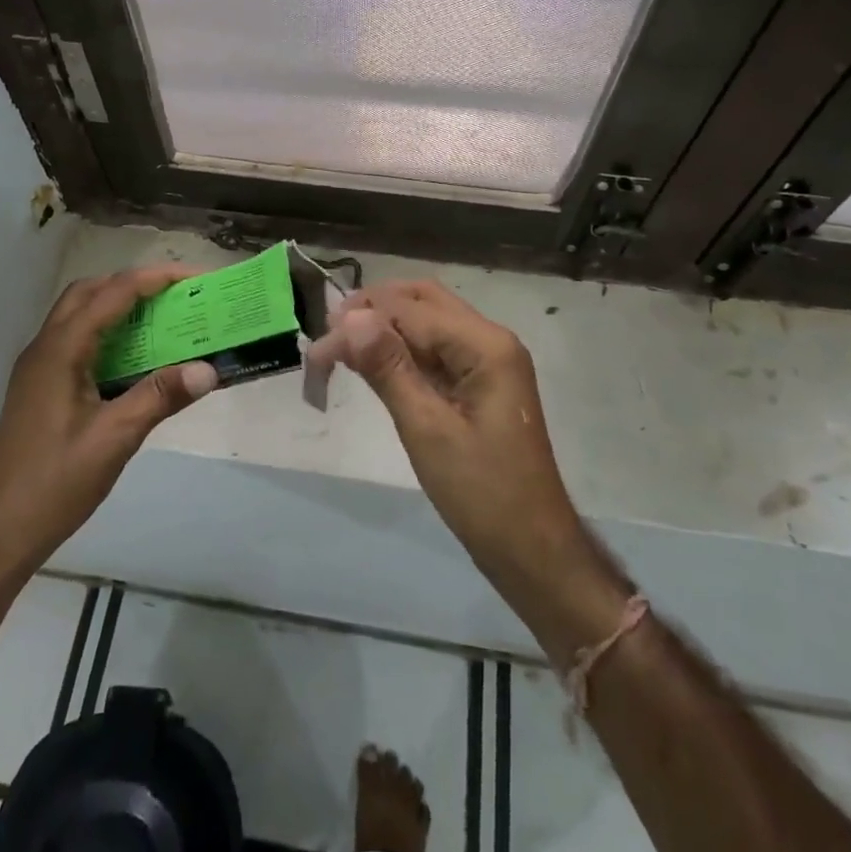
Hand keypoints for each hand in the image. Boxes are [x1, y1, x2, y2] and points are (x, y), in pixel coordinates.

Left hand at [0, 267, 218, 583]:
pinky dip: (107, 333)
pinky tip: (133, 361)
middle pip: (91, 292)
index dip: (156, 279)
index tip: (196, 278)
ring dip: (118, 306)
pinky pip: (76, 340)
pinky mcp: (39, 387)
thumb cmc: (54, 483)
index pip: (113, 293)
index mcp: (61, 350)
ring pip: (80, 315)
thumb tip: (209, 369)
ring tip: (161, 320)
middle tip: (177, 296)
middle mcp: (45, 347)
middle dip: (135, 284)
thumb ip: (160, 396)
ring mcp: (38, 367)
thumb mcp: (115, 439)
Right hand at [309, 281, 593, 591]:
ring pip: (428, 322)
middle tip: (329, 333)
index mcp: (485, 345)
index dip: (360, 319)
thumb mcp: (427, 429)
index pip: (410, 309)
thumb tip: (351, 316)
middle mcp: (490, 340)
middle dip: (374, 309)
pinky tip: (373, 362)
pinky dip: (402, 350)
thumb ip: (388, 367)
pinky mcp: (480, 382)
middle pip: (423, 300)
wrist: (533, 550)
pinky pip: (436, 349)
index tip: (317, 345)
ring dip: (385, 326)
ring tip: (341, 346)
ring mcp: (488, 360)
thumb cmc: (482, 493)